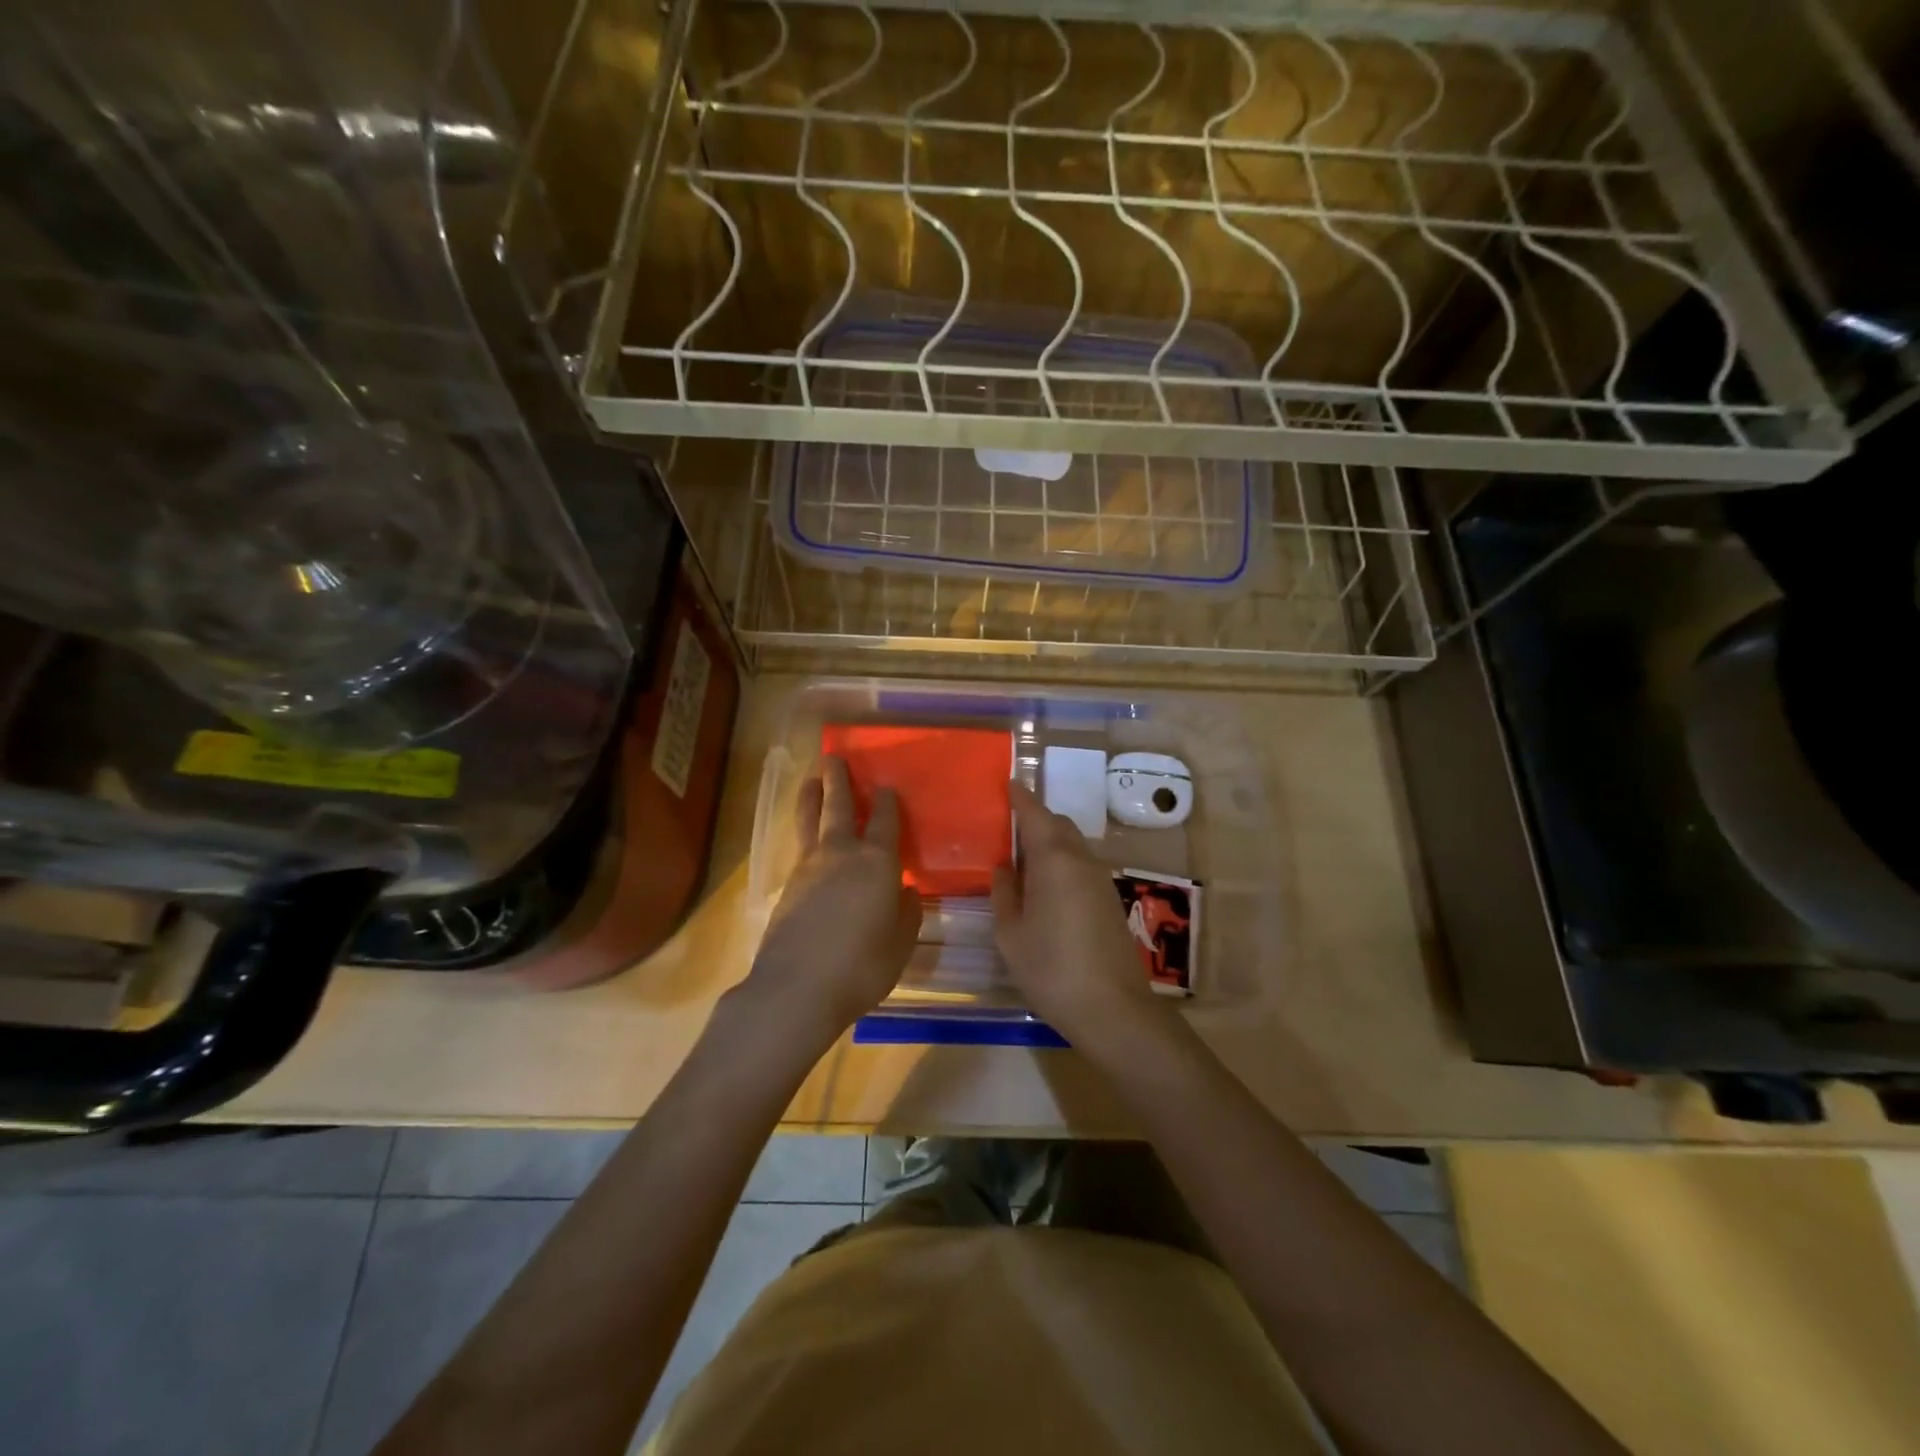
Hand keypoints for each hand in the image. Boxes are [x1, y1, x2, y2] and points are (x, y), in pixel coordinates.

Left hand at [743, 755, 919, 1046]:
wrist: (796, 988)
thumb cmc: (861, 966)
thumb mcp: (900, 943)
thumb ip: (906, 912)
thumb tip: (904, 892)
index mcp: (877, 862)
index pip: (885, 821)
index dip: (887, 801)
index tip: (887, 786)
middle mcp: (841, 854)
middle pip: (838, 806)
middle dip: (838, 780)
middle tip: (833, 757)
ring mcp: (809, 867)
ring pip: (810, 821)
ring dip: (812, 797)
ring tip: (811, 779)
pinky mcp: (787, 886)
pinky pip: (800, 846)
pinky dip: (804, 831)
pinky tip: (807, 838)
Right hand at [992, 781, 1163, 1044]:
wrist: (1113, 1009)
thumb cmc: (1051, 969)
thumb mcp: (1011, 934)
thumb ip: (1004, 894)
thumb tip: (1004, 868)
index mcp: (1054, 860)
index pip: (1035, 814)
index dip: (1020, 797)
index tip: (1009, 782)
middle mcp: (1081, 860)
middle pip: (1058, 825)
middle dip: (1035, 820)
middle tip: (1007, 831)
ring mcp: (1100, 880)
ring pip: (1072, 846)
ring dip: (1049, 844)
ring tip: (1022, 863)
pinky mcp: (1110, 900)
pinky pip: (1081, 866)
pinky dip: (1062, 864)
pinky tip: (1046, 890)